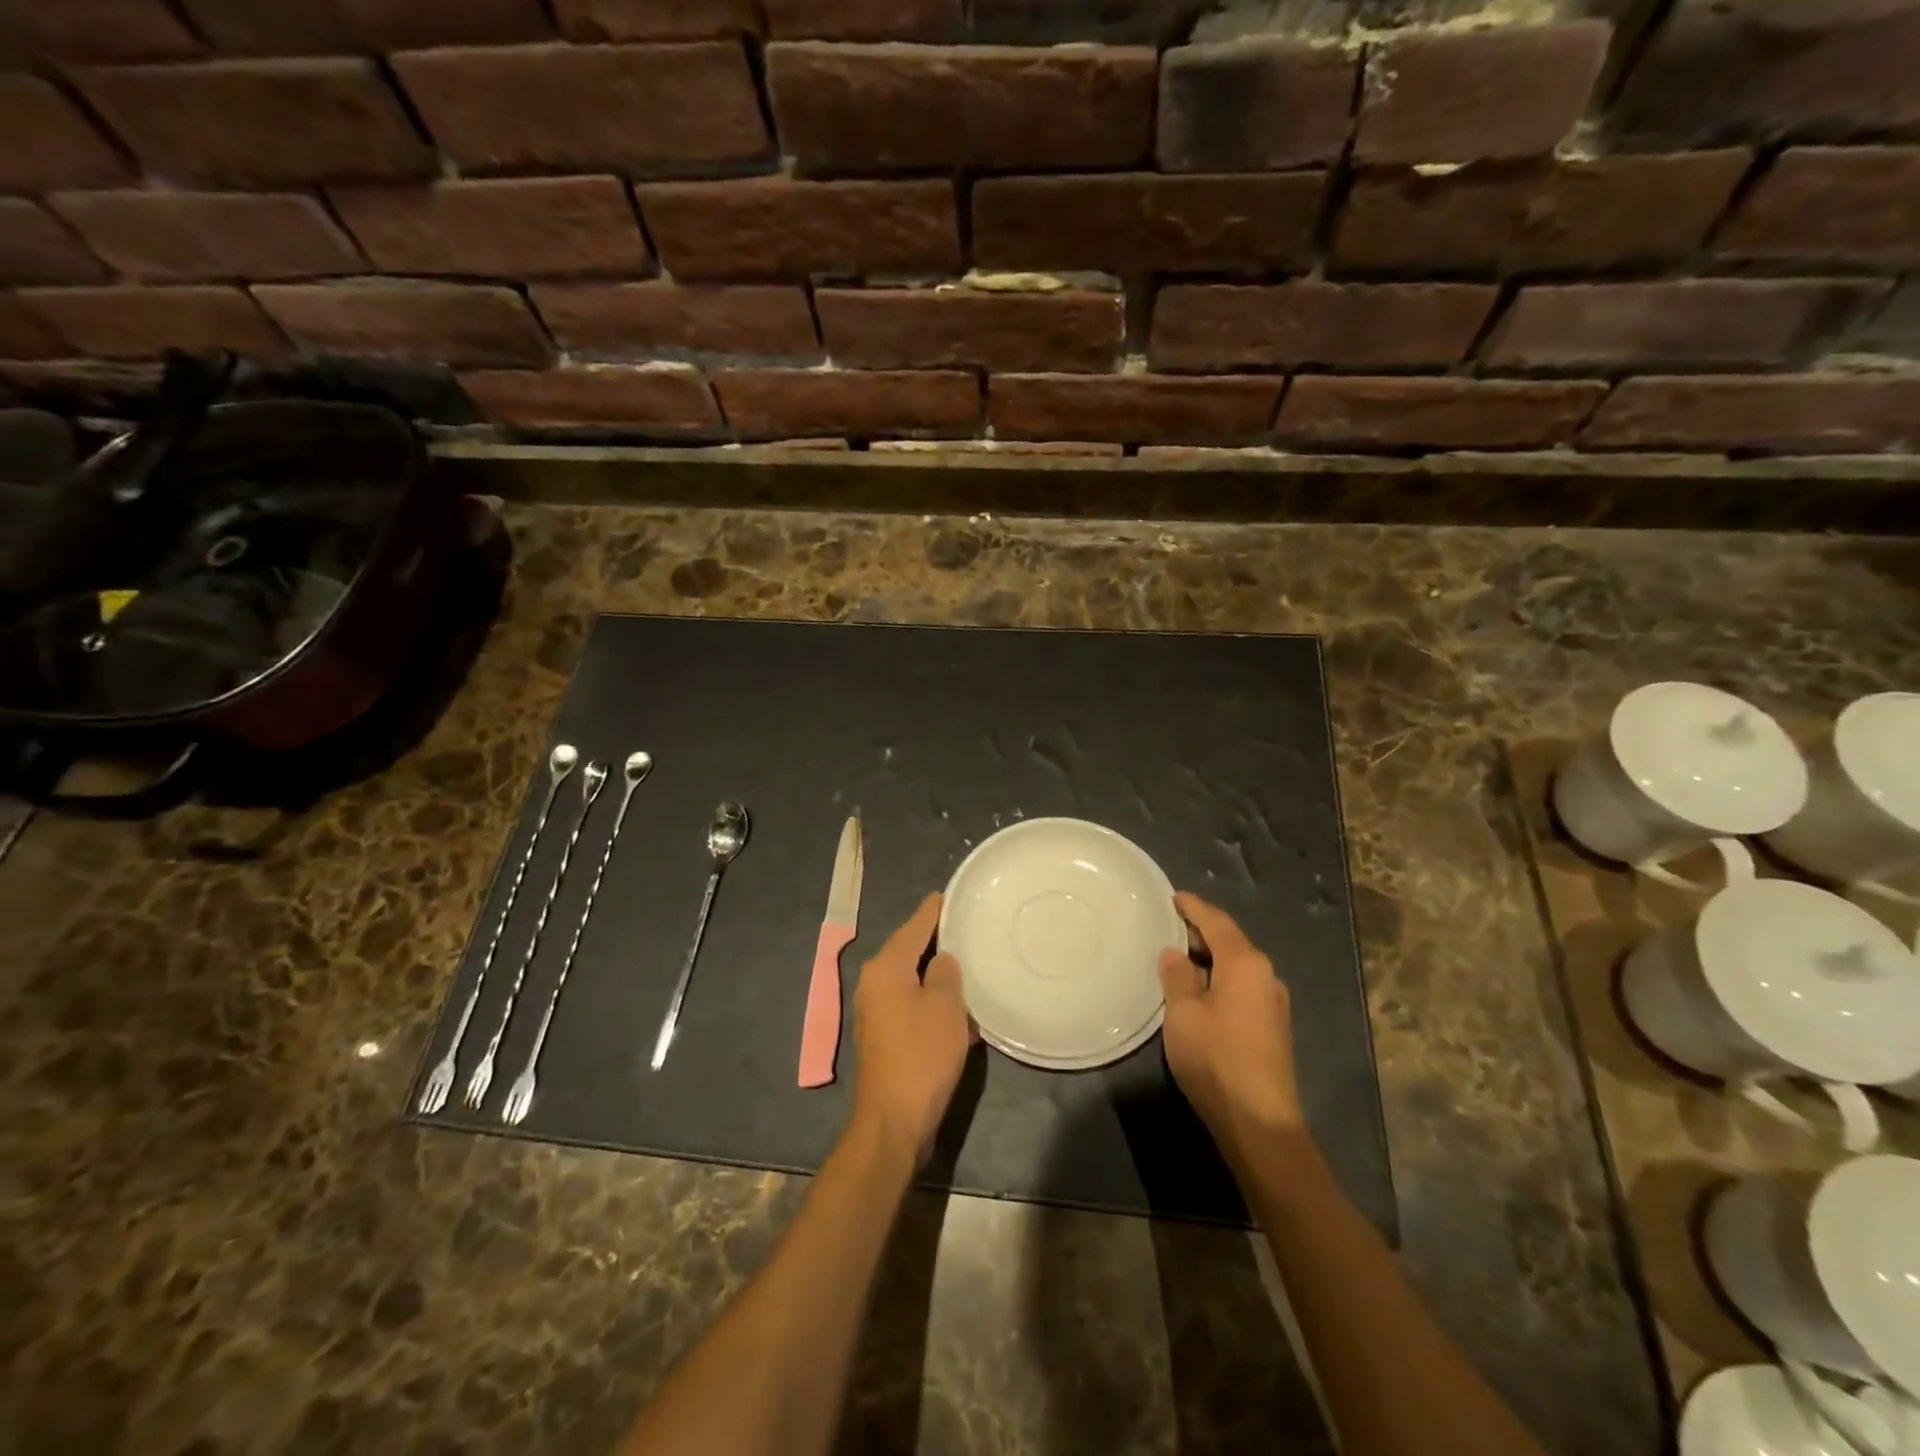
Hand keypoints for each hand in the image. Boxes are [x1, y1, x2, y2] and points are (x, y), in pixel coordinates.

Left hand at [850, 894, 974, 1165]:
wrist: (894, 1119)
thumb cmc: (921, 1054)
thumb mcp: (945, 1006)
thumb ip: (945, 972)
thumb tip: (941, 960)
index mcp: (885, 967)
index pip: (914, 926)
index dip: (933, 911)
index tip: (948, 894)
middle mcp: (874, 983)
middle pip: (909, 950)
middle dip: (936, 940)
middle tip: (966, 926)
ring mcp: (877, 1011)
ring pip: (912, 979)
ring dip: (937, 974)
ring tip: (968, 960)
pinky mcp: (886, 1036)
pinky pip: (912, 1004)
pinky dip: (933, 1000)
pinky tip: (959, 1006)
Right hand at [1159, 892, 1305, 1162]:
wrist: (1259, 1122)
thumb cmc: (1216, 1058)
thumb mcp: (1183, 1013)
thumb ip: (1177, 976)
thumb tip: (1175, 953)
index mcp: (1245, 964)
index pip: (1217, 922)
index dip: (1194, 908)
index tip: (1175, 898)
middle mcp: (1265, 976)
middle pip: (1230, 942)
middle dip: (1201, 933)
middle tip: (1169, 927)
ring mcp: (1273, 1003)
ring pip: (1237, 967)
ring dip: (1210, 959)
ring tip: (1179, 958)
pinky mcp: (1272, 1028)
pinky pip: (1242, 987)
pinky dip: (1220, 980)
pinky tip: (1200, 991)